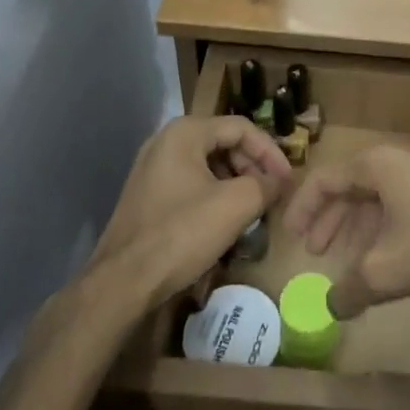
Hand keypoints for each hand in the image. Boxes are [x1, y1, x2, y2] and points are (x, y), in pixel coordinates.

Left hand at [94, 117, 293, 310]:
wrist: (122, 282)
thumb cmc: (181, 234)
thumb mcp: (235, 206)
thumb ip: (265, 185)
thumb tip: (279, 182)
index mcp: (185, 132)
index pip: (242, 128)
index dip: (271, 152)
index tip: (287, 180)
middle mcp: (165, 141)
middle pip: (223, 142)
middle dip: (253, 167)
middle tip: (272, 194)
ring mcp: (152, 168)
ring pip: (207, 164)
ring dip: (236, 182)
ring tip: (253, 208)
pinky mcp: (147, 194)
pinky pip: (190, 182)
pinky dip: (214, 194)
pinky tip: (225, 220)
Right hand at [282, 145, 409, 317]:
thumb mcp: (387, 271)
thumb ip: (350, 288)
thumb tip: (330, 306)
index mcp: (377, 165)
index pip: (325, 180)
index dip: (303, 209)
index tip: (291, 238)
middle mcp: (396, 158)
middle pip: (350, 186)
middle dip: (330, 220)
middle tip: (316, 252)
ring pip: (376, 196)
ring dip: (357, 227)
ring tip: (349, 262)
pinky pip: (399, 202)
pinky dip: (382, 227)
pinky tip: (386, 257)